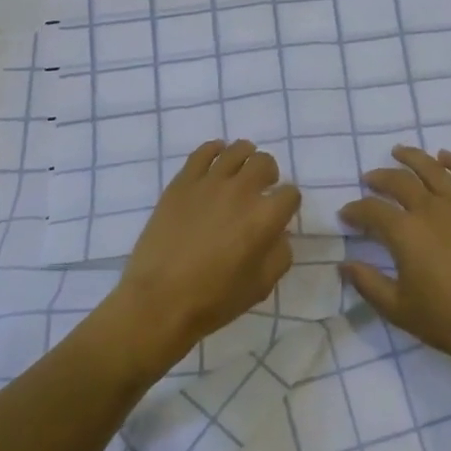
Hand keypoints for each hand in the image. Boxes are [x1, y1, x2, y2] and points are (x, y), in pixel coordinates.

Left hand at [94, 139, 299, 376]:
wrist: (159, 301)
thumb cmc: (214, 300)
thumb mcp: (261, 286)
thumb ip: (279, 255)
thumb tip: (278, 234)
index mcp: (264, 218)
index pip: (290, 194)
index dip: (288, 204)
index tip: (280, 214)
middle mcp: (241, 191)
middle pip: (265, 163)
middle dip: (269, 175)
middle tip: (261, 189)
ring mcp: (209, 183)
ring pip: (237, 150)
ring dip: (246, 157)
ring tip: (240, 171)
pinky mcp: (182, 182)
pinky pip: (203, 152)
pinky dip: (215, 150)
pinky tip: (217, 158)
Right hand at [338, 145, 450, 372]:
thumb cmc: (449, 318)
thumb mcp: (399, 309)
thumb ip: (368, 284)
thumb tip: (344, 265)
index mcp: (405, 232)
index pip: (371, 211)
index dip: (355, 211)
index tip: (346, 215)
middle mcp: (430, 209)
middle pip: (398, 182)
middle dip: (379, 178)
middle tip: (369, 179)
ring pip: (432, 169)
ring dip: (412, 157)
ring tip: (399, 152)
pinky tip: (444, 156)